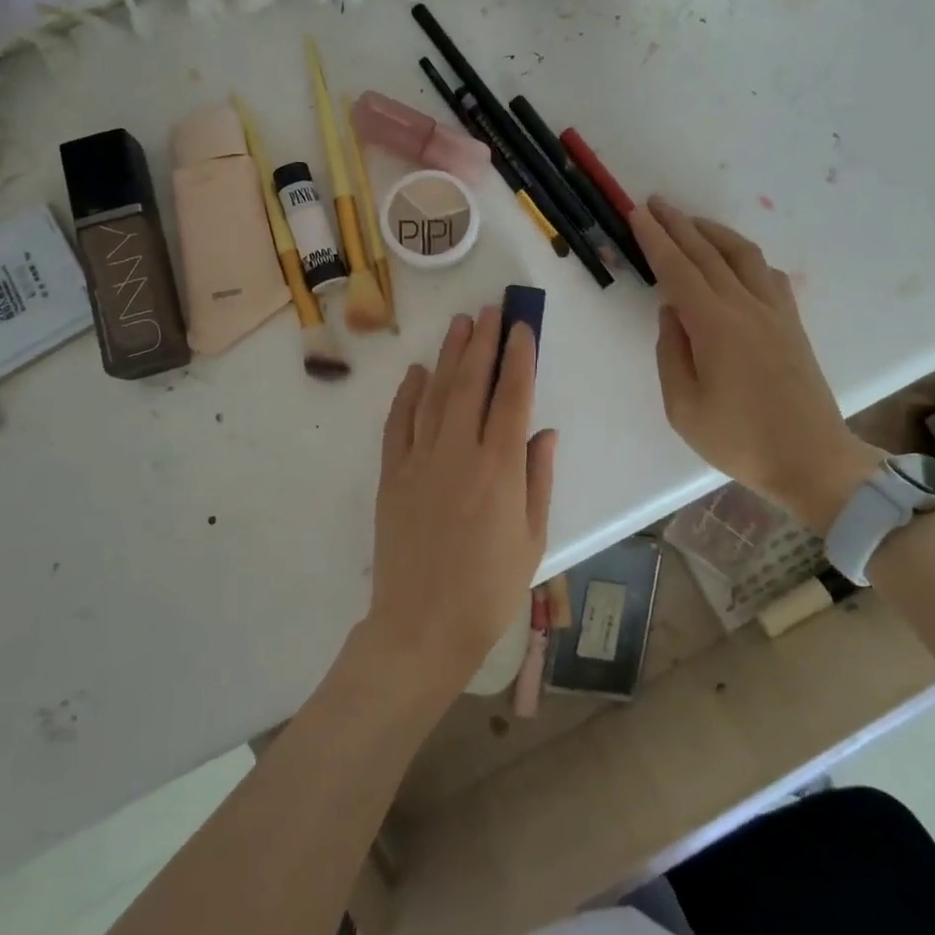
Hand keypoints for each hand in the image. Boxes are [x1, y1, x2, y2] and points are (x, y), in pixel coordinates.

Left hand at [365, 307, 556, 699]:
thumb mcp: (531, 539)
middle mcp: (459, 452)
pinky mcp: (390, 474)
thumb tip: (543, 431)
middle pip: (472, 383)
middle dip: (484, 342)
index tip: (522, 328)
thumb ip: (538, 479)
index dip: (519, 358)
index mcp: (500, 469)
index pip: (512, 397)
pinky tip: (417, 372)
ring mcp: (419, 460)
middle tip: (491, 310)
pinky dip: (407, 394)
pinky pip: (398, 423)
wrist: (422, 625)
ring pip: (436, 394)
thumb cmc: (488, 589)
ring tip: (461, 325)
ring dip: (449, 356)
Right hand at [630, 197, 877, 530]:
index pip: (678, 270)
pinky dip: (744, 255)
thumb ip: (672, 352)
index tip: (637, 214)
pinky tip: (734, 259)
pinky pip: (767, 273)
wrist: (812, 459)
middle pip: (707, 253)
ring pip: (742, 255)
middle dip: (678, 224)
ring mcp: (775, 312)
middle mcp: (746, 307)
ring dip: (712, 232)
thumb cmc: (739, 440)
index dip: (655, 240)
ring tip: (690, 222)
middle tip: (655, 203)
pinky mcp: (792, 323)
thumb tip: (672, 312)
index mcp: (715, 326)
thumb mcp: (683, 407)